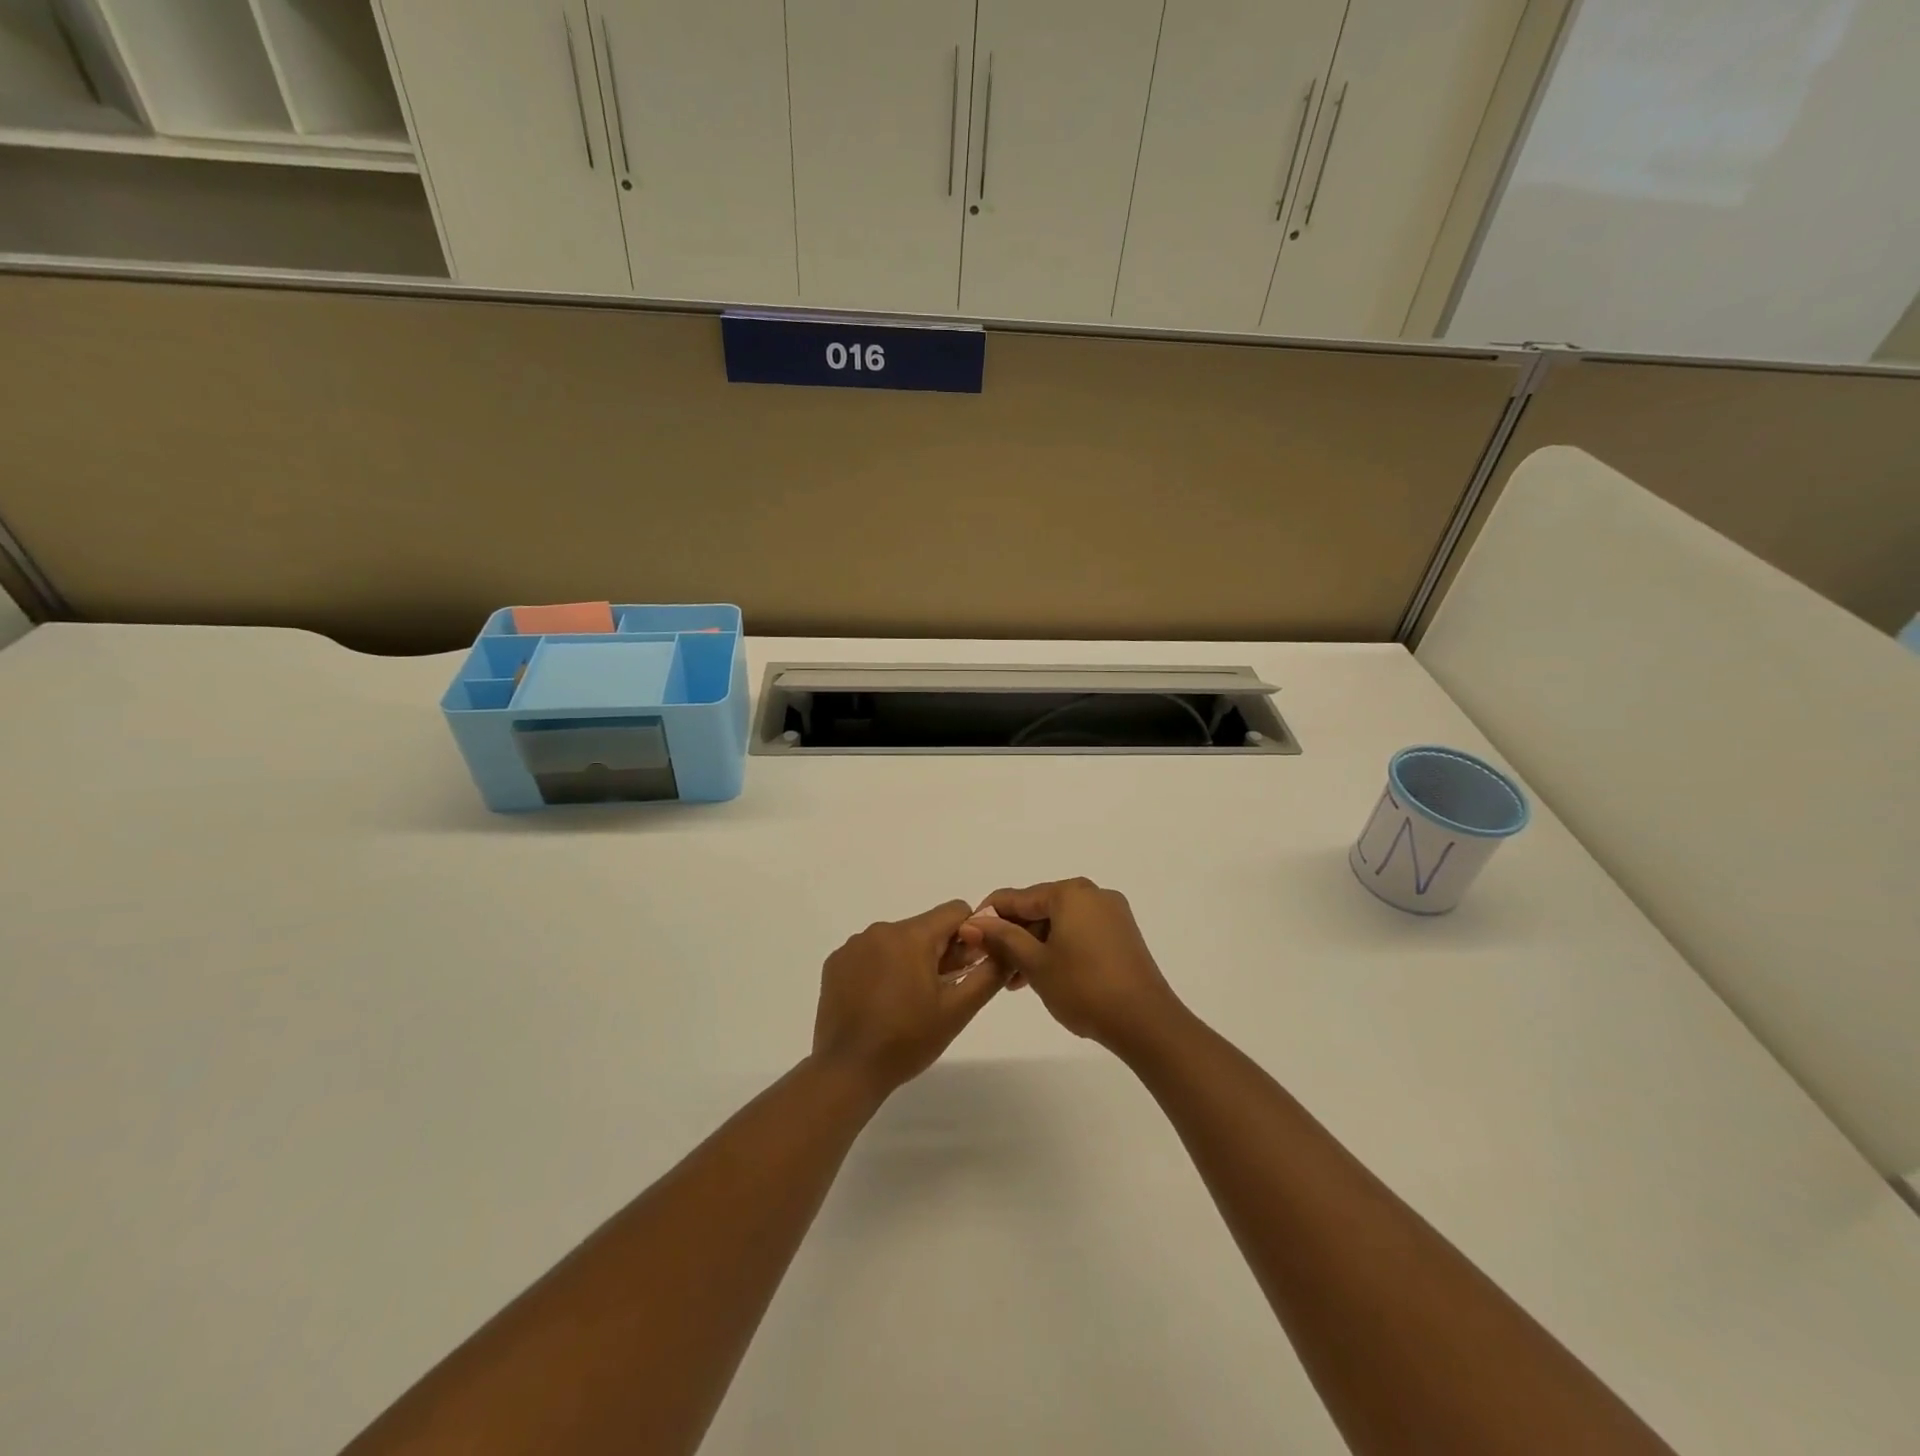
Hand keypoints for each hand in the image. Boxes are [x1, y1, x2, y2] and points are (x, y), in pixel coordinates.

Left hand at [811, 900, 1004, 1097]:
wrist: (848, 1070)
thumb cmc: (907, 1041)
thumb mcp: (958, 1010)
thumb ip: (988, 973)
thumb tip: (1005, 948)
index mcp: (911, 935)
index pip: (954, 911)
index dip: (969, 935)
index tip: (967, 967)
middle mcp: (880, 930)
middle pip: (925, 927)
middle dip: (940, 951)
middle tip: (943, 991)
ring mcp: (853, 945)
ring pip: (898, 940)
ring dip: (911, 960)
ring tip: (910, 1001)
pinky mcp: (836, 962)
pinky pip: (870, 953)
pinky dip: (882, 969)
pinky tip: (882, 1002)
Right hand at [957, 878, 1183, 1055]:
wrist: (1145, 1022)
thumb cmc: (1084, 987)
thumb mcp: (1035, 963)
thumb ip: (1003, 938)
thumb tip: (973, 923)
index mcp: (1070, 892)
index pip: (1018, 897)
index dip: (989, 916)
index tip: (967, 937)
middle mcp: (1093, 894)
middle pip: (1040, 908)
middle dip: (1014, 935)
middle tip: (993, 965)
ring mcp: (1112, 914)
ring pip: (1060, 923)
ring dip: (1035, 946)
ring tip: (1016, 980)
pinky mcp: (1122, 936)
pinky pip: (1079, 933)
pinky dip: (1058, 949)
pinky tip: (1045, 975)